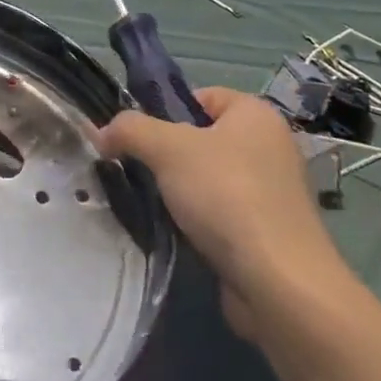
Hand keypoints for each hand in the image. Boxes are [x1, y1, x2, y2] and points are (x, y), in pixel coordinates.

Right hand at [98, 87, 343, 342]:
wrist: (279, 284)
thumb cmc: (227, 196)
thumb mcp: (167, 149)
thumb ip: (130, 130)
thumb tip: (101, 132)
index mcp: (256, 114)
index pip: (201, 96)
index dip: (166, 111)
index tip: (139, 138)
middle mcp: (270, 146)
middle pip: (202, 138)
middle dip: (167, 155)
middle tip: (139, 171)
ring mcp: (272, 192)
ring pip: (208, 178)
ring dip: (179, 191)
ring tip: (153, 204)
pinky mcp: (268, 232)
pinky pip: (221, 213)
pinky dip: (198, 220)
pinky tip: (178, 232)